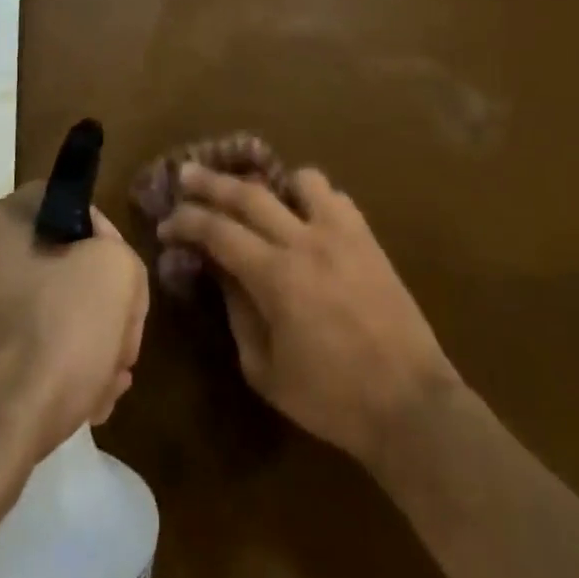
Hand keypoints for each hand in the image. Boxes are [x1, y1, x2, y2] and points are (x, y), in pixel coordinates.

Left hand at [0, 184, 148, 472]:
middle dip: (97, 305)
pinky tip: (76, 410)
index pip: (66, 203)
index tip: (123, 283)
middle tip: (121, 347)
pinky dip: (44, 375)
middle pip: (54, 266)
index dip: (105, 237)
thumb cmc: (46, 340)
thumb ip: (120, 256)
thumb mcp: (114, 276)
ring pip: (35, 316)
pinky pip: (9, 358)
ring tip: (105, 389)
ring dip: (78, 344)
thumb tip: (103, 273)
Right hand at [157, 165, 458, 469]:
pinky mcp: (368, 239)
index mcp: (276, 277)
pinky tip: (305, 214)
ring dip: (271, 182)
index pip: (218, 231)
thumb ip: (238, 315)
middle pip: (249, 193)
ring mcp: (342, 234)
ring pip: (299, 180)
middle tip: (186, 172)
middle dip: (211, 182)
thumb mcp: (266, 370)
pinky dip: (312, 196)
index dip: (187, 222)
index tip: (167, 224)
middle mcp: (306, 241)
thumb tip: (222, 273)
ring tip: (257, 193)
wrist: (411, 404)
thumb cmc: (331, 398)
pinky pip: (336, 197)